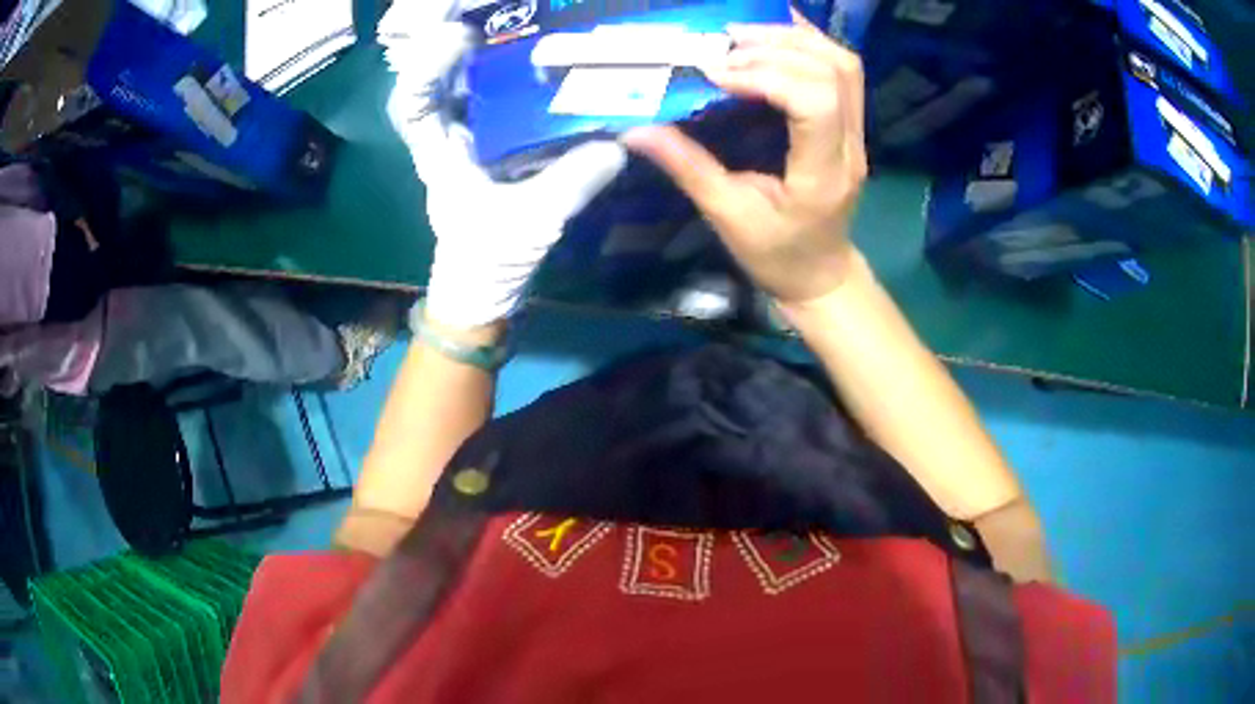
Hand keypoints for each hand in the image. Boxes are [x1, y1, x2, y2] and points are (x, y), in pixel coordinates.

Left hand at [379, 1, 626, 327]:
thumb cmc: (488, 261)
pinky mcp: (495, 146)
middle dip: (455, 40)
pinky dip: (516, 77)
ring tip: (522, 21)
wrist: (482, 290)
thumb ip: (570, 183)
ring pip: (469, 85)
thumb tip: (617, 144)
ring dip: (487, 52)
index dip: (428, 66)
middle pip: (440, 79)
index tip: (459, 38)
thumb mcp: (532, 223)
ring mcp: (471, 140)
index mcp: (439, 154)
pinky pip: (500, 102)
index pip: (414, 104)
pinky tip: (545, 59)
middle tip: (490, 8)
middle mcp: (449, 137)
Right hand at [623, 15, 866, 304]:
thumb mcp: (728, 217)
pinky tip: (776, 33)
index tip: (716, 75)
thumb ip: (688, 169)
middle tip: (724, 48)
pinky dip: (810, 44)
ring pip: (844, 65)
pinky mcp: (852, 126)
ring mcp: (858, 134)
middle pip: (832, 73)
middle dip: (775, 49)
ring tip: (744, 36)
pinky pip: (843, 72)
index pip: (814, 102)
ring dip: (795, 40)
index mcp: (822, 174)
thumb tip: (636, 131)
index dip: (767, 76)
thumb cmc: (777, 255)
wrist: (821, 274)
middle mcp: (850, 147)